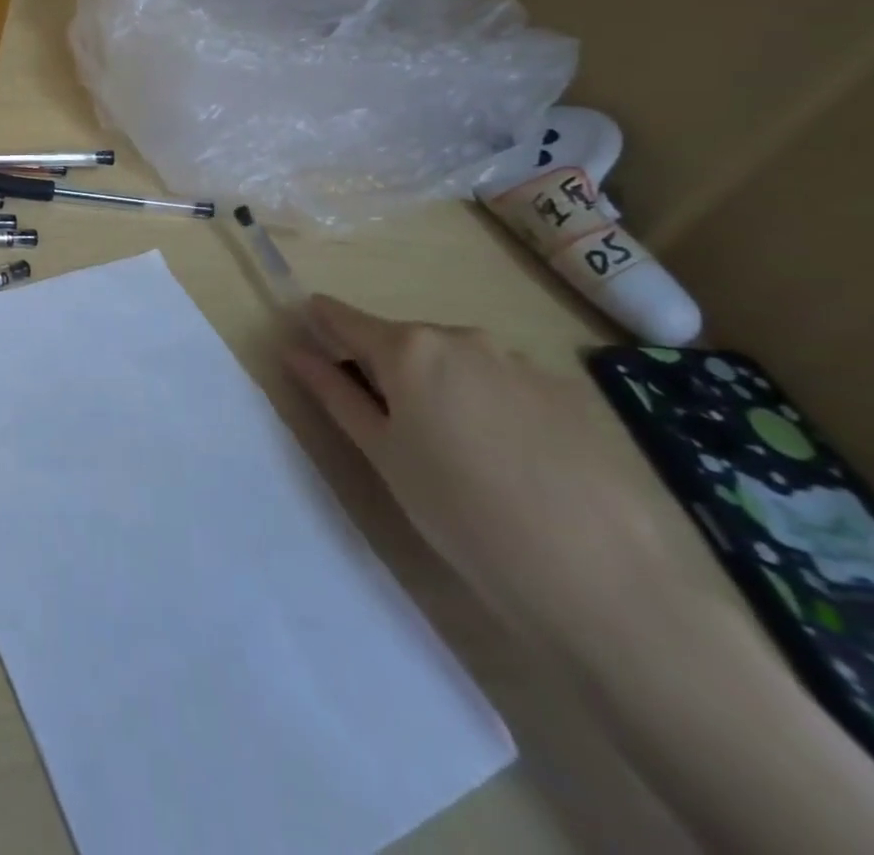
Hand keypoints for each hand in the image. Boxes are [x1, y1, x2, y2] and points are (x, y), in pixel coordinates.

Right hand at [284, 296, 697, 644]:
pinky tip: (509, 460)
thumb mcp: (381, 453)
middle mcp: (463, 338)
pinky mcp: (569, 394)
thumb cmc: (460, 512)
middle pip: (404, 340)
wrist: (602, 578)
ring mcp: (522, 362)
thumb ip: (334, 393)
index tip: (309, 336)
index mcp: (408, 348)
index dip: (322, 325)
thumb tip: (294, 350)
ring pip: (457, 361)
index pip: (345, 318)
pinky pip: (505, 383)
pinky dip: (490, 404)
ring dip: (441, 385)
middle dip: (387, 367)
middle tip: (388, 425)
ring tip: (455, 450)